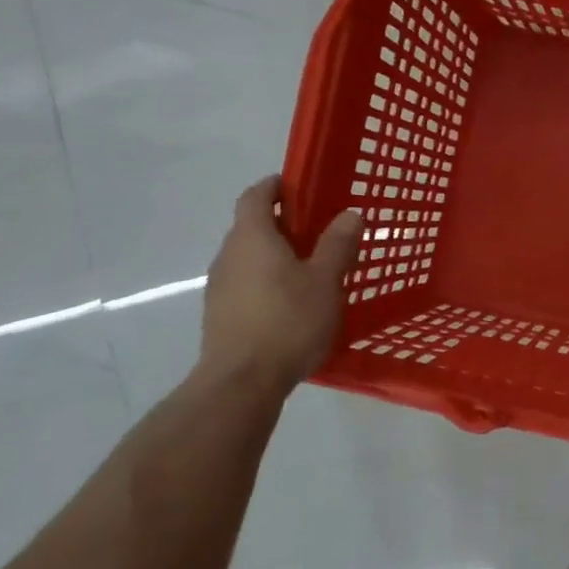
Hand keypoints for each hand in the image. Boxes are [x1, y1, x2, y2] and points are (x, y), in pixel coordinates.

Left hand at [199, 177, 362, 388]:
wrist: (241, 382)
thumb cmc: (288, 322)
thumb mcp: (325, 281)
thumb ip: (337, 245)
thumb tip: (349, 213)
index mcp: (253, 238)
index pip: (256, 196)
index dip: (276, 186)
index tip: (300, 186)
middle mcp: (229, 255)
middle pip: (252, 226)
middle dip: (283, 224)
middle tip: (319, 232)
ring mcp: (219, 286)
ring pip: (249, 257)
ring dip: (275, 255)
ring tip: (310, 270)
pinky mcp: (220, 314)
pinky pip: (246, 284)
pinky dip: (267, 281)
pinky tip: (291, 304)